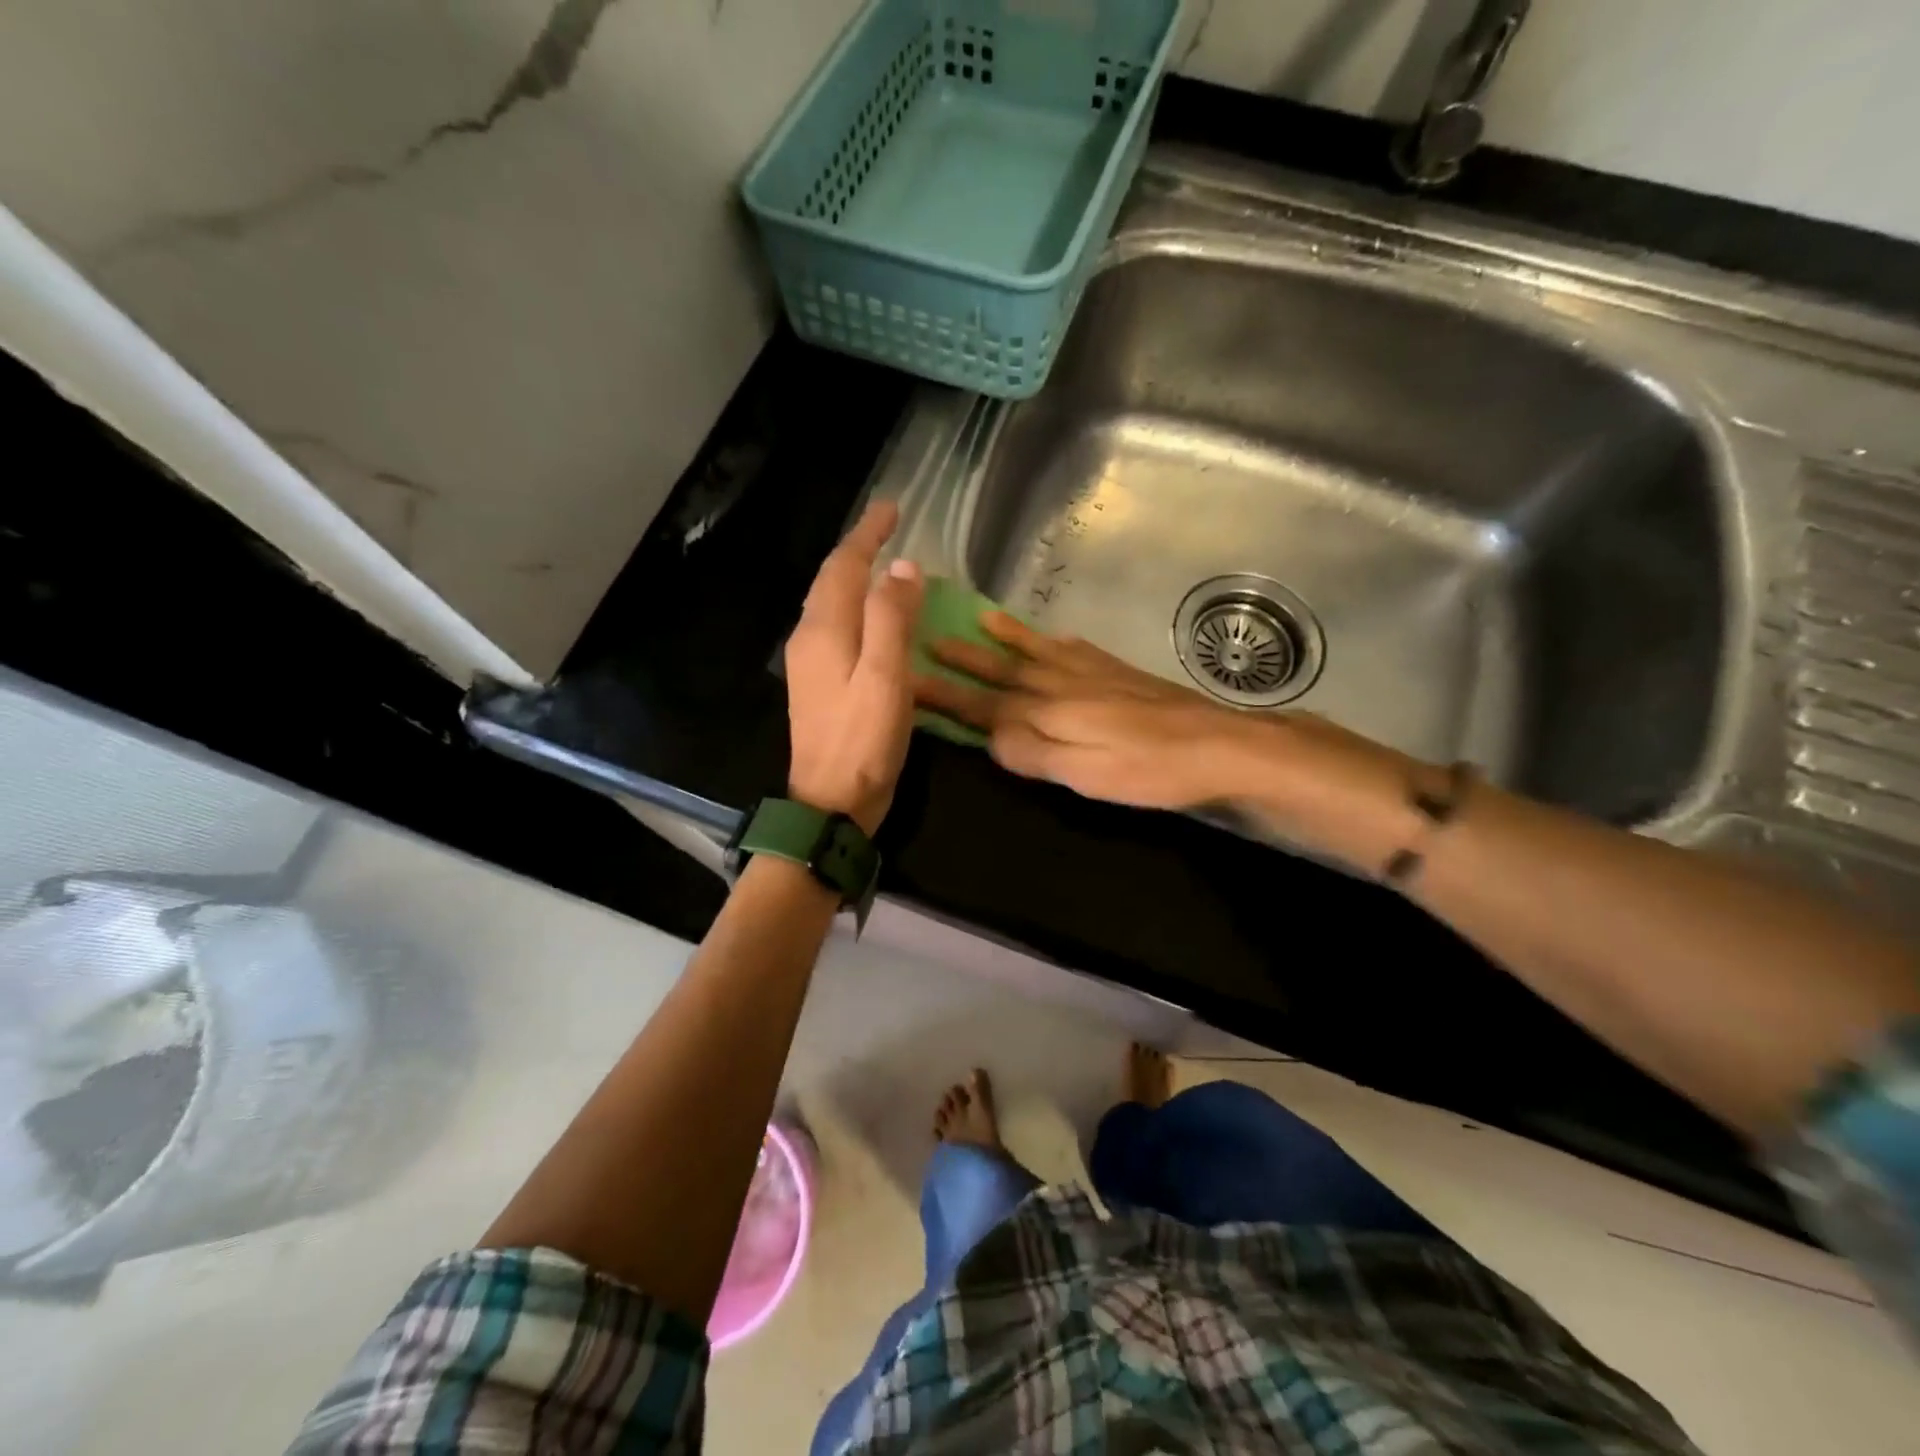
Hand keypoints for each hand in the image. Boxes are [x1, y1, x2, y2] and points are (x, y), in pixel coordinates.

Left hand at [785, 501, 923, 834]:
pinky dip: (857, 609)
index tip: (892, 508)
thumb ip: (891, 620)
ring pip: (832, 604)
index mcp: (825, 631)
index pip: (844, 566)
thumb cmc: (862, 743)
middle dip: (858, 549)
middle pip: (831, 581)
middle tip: (888, 528)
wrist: (829, 804)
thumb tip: (902, 568)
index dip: (867, 534)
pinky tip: (875, 620)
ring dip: (855, 578)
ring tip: (884, 563)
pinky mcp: (819, 686)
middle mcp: (810, 640)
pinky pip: (837, 629)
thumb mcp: (885, 679)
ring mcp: (810, 665)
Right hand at [914, 612, 1256, 809]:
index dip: (945, 695)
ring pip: (1037, 652)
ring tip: (980, 617)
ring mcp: (1094, 674)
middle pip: (1004, 671)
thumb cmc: (1148, 767)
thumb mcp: (1083, 771)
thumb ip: (1032, 751)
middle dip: (965, 657)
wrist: (1220, 744)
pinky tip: (1055, 637)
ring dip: (1006, 638)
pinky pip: (1077, 649)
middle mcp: (1063, 684)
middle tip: (928, 637)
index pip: (984, 704)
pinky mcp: (1121, 674)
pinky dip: (1055, 640)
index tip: (907, 680)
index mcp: (1049, 711)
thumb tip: (987, 736)